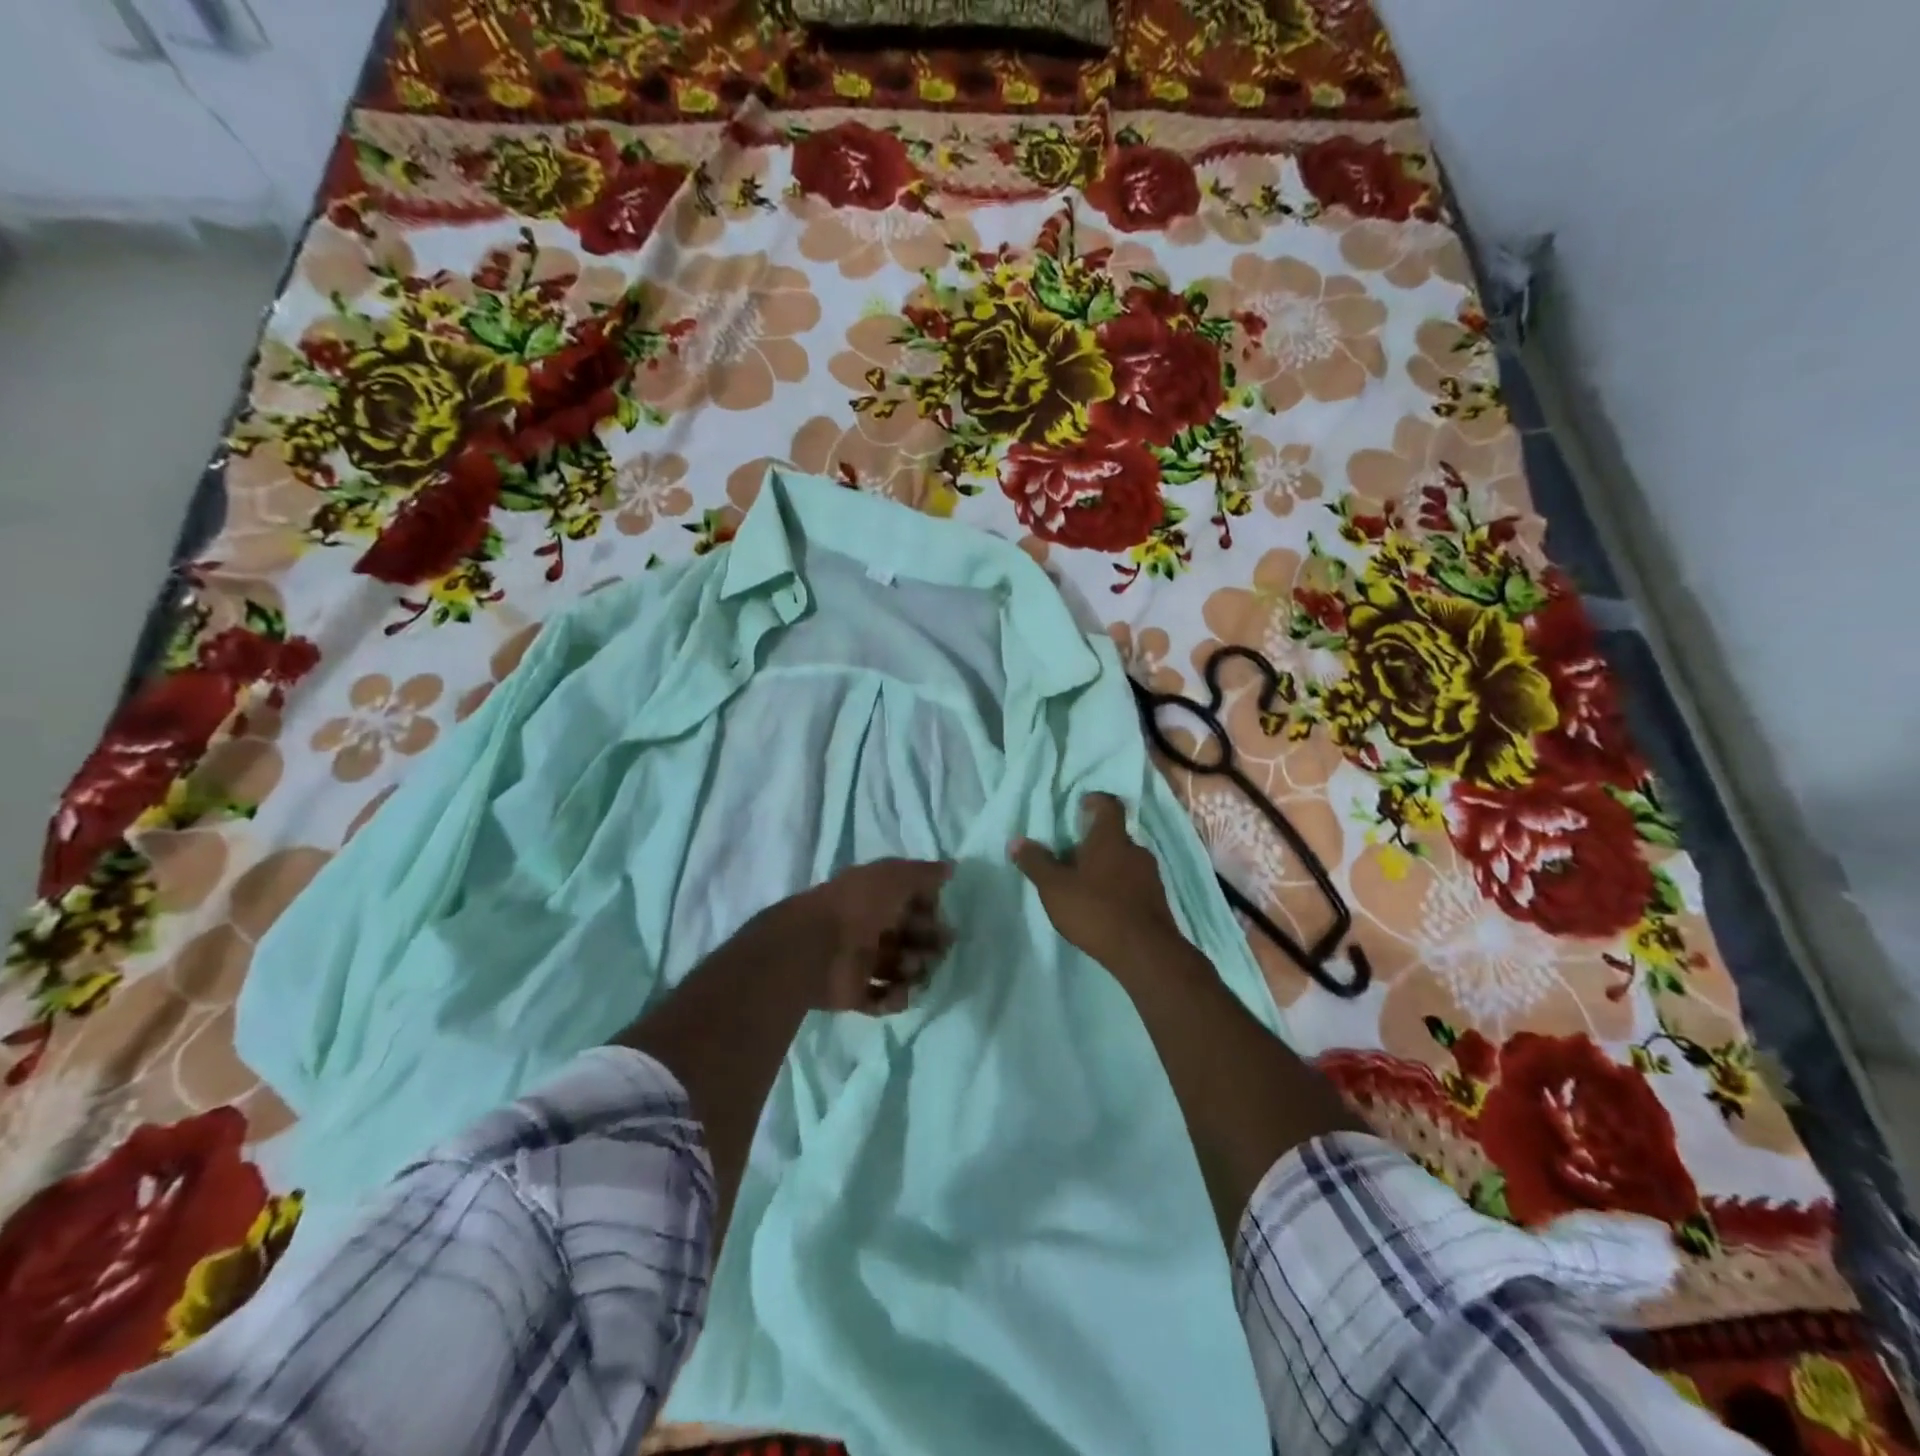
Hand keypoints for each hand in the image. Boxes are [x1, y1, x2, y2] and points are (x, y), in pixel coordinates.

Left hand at [776, 858, 954, 1013]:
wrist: (815, 948)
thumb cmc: (859, 906)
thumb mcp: (894, 876)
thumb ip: (924, 873)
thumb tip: (951, 867)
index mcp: (876, 899)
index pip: (912, 905)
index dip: (930, 912)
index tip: (943, 918)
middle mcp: (870, 929)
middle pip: (910, 939)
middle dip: (929, 945)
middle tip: (938, 950)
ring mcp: (861, 963)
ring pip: (900, 970)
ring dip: (914, 971)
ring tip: (911, 969)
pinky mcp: (854, 994)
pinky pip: (883, 999)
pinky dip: (895, 998)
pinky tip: (899, 992)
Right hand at [1011, 794, 1181, 970]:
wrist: (1145, 953)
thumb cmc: (1095, 910)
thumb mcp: (1055, 887)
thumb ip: (1036, 863)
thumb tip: (1016, 841)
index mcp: (1111, 839)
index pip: (1109, 805)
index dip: (1096, 801)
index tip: (1081, 805)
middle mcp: (1135, 850)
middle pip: (1115, 836)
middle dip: (1095, 842)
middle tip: (1072, 854)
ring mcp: (1150, 876)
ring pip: (1125, 861)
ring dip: (1107, 866)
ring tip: (1085, 883)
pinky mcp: (1158, 901)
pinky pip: (1134, 883)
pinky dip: (1119, 887)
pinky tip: (1103, 906)